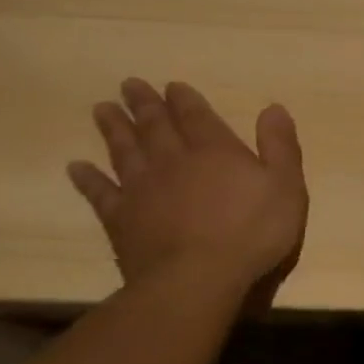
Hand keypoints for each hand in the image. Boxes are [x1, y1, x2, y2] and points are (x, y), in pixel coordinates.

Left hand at [67, 79, 307, 305]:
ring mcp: (142, 190)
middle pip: (156, 127)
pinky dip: (88, 178)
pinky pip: (100, 192)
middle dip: (144, 105)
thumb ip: (280, 146)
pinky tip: (77, 167)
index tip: (172, 85)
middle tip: (129, 85)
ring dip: (114, 129)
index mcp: (216, 151)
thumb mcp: (286, 186)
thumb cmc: (253, 230)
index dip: (185, 100)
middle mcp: (174, 161)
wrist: (197, 278)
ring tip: (102, 109)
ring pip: (125, 151)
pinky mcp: (120, 219)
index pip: (197, 116)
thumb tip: (273, 108)